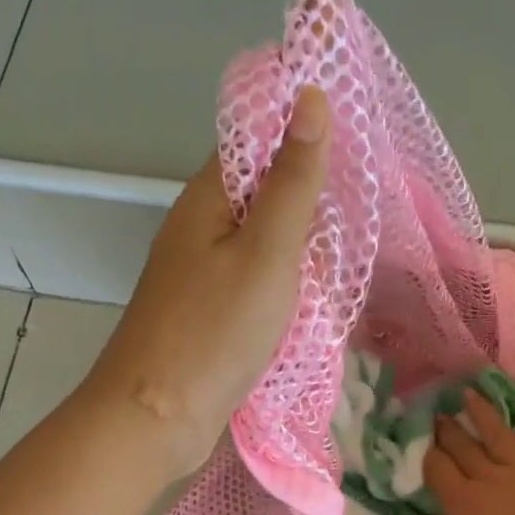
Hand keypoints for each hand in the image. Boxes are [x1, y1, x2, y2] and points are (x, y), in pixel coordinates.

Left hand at [85, 86, 330, 476]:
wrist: (157, 417)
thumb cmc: (214, 331)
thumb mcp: (266, 252)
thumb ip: (292, 181)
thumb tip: (310, 96)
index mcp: (208, 198)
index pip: (257, 141)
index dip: (304, 137)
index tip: (356, 150)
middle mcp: (201, 228)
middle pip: (265, 194)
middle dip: (311, 203)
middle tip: (357, 220)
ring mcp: (203, 274)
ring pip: (265, 244)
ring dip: (302, 251)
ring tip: (342, 263)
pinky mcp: (211, 314)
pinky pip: (257, 284)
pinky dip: (286, 288)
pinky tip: (313, 302)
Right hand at [425, 388, 514, 514]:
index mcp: (462, 506)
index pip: (436, 469)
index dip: (425, 452)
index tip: (419, 439)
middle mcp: (489, 479)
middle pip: (462, 446)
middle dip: (447, 428)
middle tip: (438, 412)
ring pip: (498, 433)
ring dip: (481, 412)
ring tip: (469, 394)